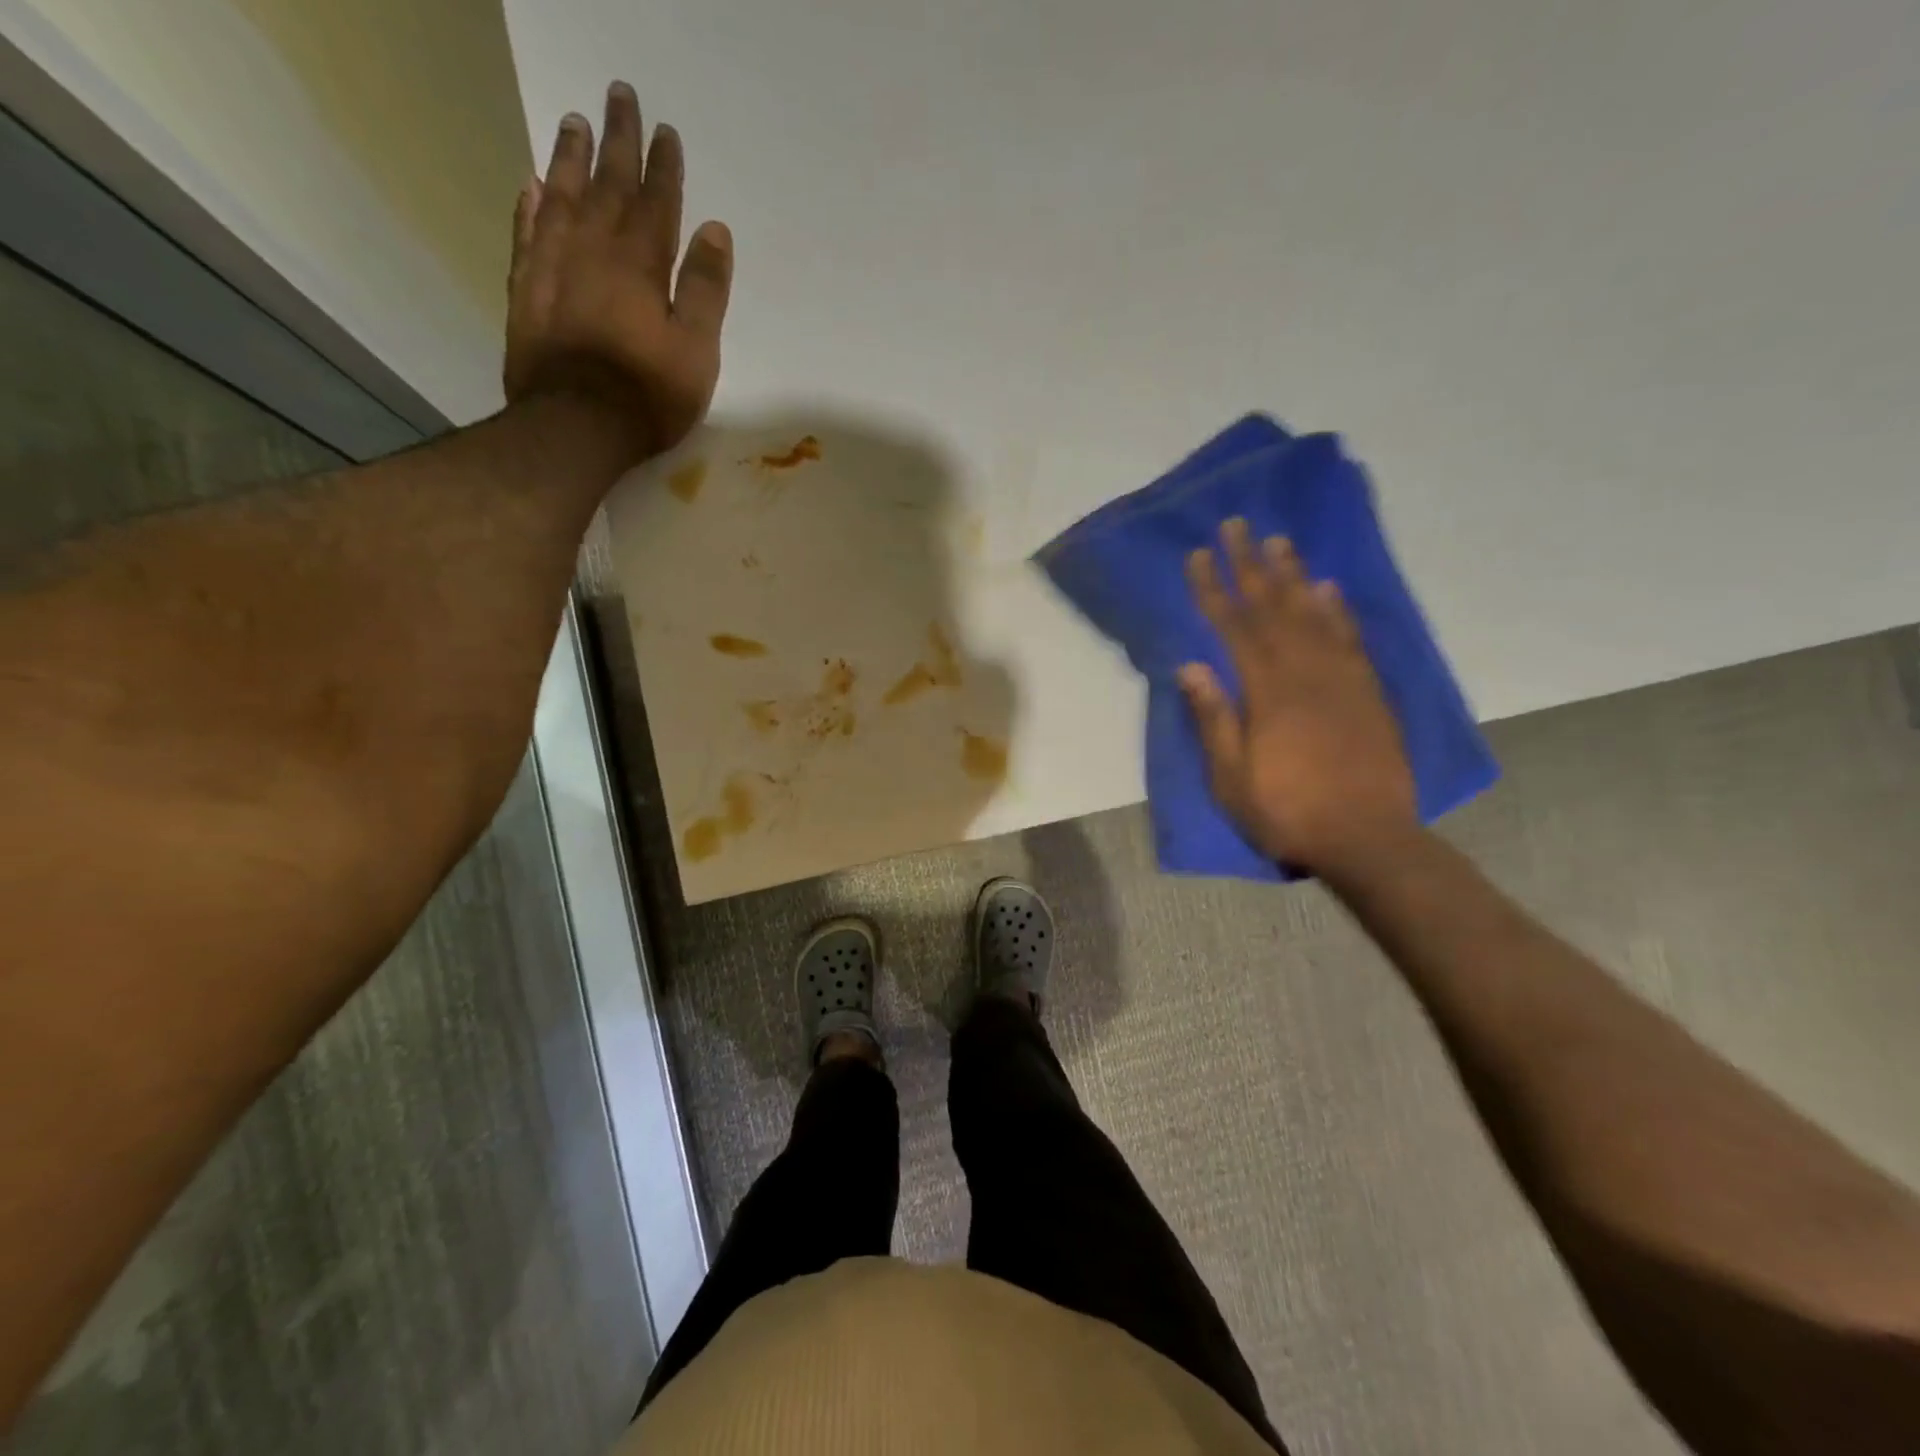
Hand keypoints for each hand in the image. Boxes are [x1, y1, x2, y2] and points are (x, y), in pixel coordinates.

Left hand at [505, 82, 733, 462]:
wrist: (575, 425)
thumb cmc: (648, 394)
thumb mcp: (696, 350)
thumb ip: (704, 289)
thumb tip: (714, 230)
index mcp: (641, 264)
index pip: (656, 202)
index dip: (663, 167)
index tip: (666, 131)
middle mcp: (593, 249)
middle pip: (607, 183)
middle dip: (617, 140)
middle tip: (619, 95)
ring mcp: (553, 265)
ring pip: (562, 195)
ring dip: (571, 157)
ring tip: (574, 122)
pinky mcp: (526, 290)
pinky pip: (527, 232)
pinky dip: (531, 204)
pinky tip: (534, 186)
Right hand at [1179, 518, 1417, 874]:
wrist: (1368, 839)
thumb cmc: (1287, 812)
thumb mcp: (1232, 778)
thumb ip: (1214, 719)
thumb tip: (1191, 666)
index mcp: (1267, 693)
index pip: (1233, 628)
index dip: (1214, 589)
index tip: (1199, 556)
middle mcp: (1305, 673)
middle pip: (1273, 608)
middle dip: (1251, 565)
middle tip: (1237, 525)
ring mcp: (1342, 679)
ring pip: (1313, 614)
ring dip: (1293, 575)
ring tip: (1280, 541)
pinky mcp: (1368, 691)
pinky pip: (1351, 638)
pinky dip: (1338, 609)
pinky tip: (1328, 588)